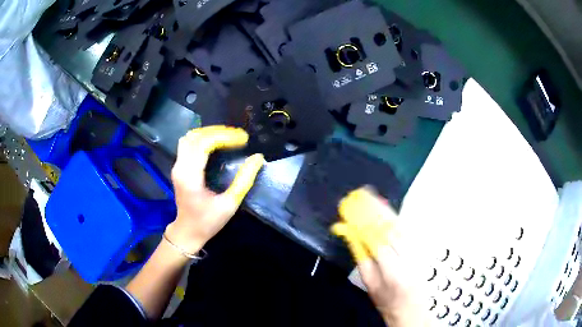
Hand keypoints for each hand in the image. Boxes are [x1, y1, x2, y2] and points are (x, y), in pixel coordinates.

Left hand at [165, 126, 263, 253]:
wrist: (187, 232)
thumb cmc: (208, 222)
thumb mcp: (230, 204)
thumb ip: (244, 181)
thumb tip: (257, 158)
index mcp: (190, 176)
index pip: (204, 144)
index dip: (225, 137)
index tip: (243, 139)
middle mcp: (180, 167)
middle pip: (196, 136)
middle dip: (218, 132)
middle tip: (238, 137)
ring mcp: (177, 166)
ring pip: (189, 137)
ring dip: (209, 133)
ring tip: (228, 137)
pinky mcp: (178, 167)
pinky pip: (188, 144)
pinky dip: (202, 138)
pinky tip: (215, 143)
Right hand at [332, 187, 428, 326]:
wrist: (410, 308)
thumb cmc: (386, 300)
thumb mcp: (369, 283)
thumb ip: (361, 258)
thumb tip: (351, 234)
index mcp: (393, 272)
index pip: (379, 242)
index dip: (365, 225)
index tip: (352, 212)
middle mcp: (408, 258)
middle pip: (391, 229)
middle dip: (375, 212)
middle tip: (361, 196)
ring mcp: (417, 252)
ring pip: (400, 226)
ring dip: (385, 210)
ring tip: (372, 197)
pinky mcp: (420, 248)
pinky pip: (407, 228)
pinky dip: (395, 216)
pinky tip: (387, 208)